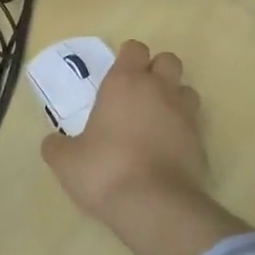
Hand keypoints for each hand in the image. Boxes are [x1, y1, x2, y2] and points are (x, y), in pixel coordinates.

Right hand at [42, 40, 207, 224]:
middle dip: (157, 71)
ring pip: (186, 90)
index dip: (127, 58)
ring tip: (157, 121)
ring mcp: (185, 114)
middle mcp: (159, 89)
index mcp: (125, 83)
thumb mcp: (67, 162)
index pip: (135, 49)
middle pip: (168, 60)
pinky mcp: (201, 141)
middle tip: (139, 95)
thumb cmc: (106, 171)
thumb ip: (58, 146)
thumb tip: (53, 143)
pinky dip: (183, 131)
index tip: (117, 77)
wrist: (155, 206)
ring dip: (174, 98)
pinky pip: (194, 124)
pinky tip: (168, 150)